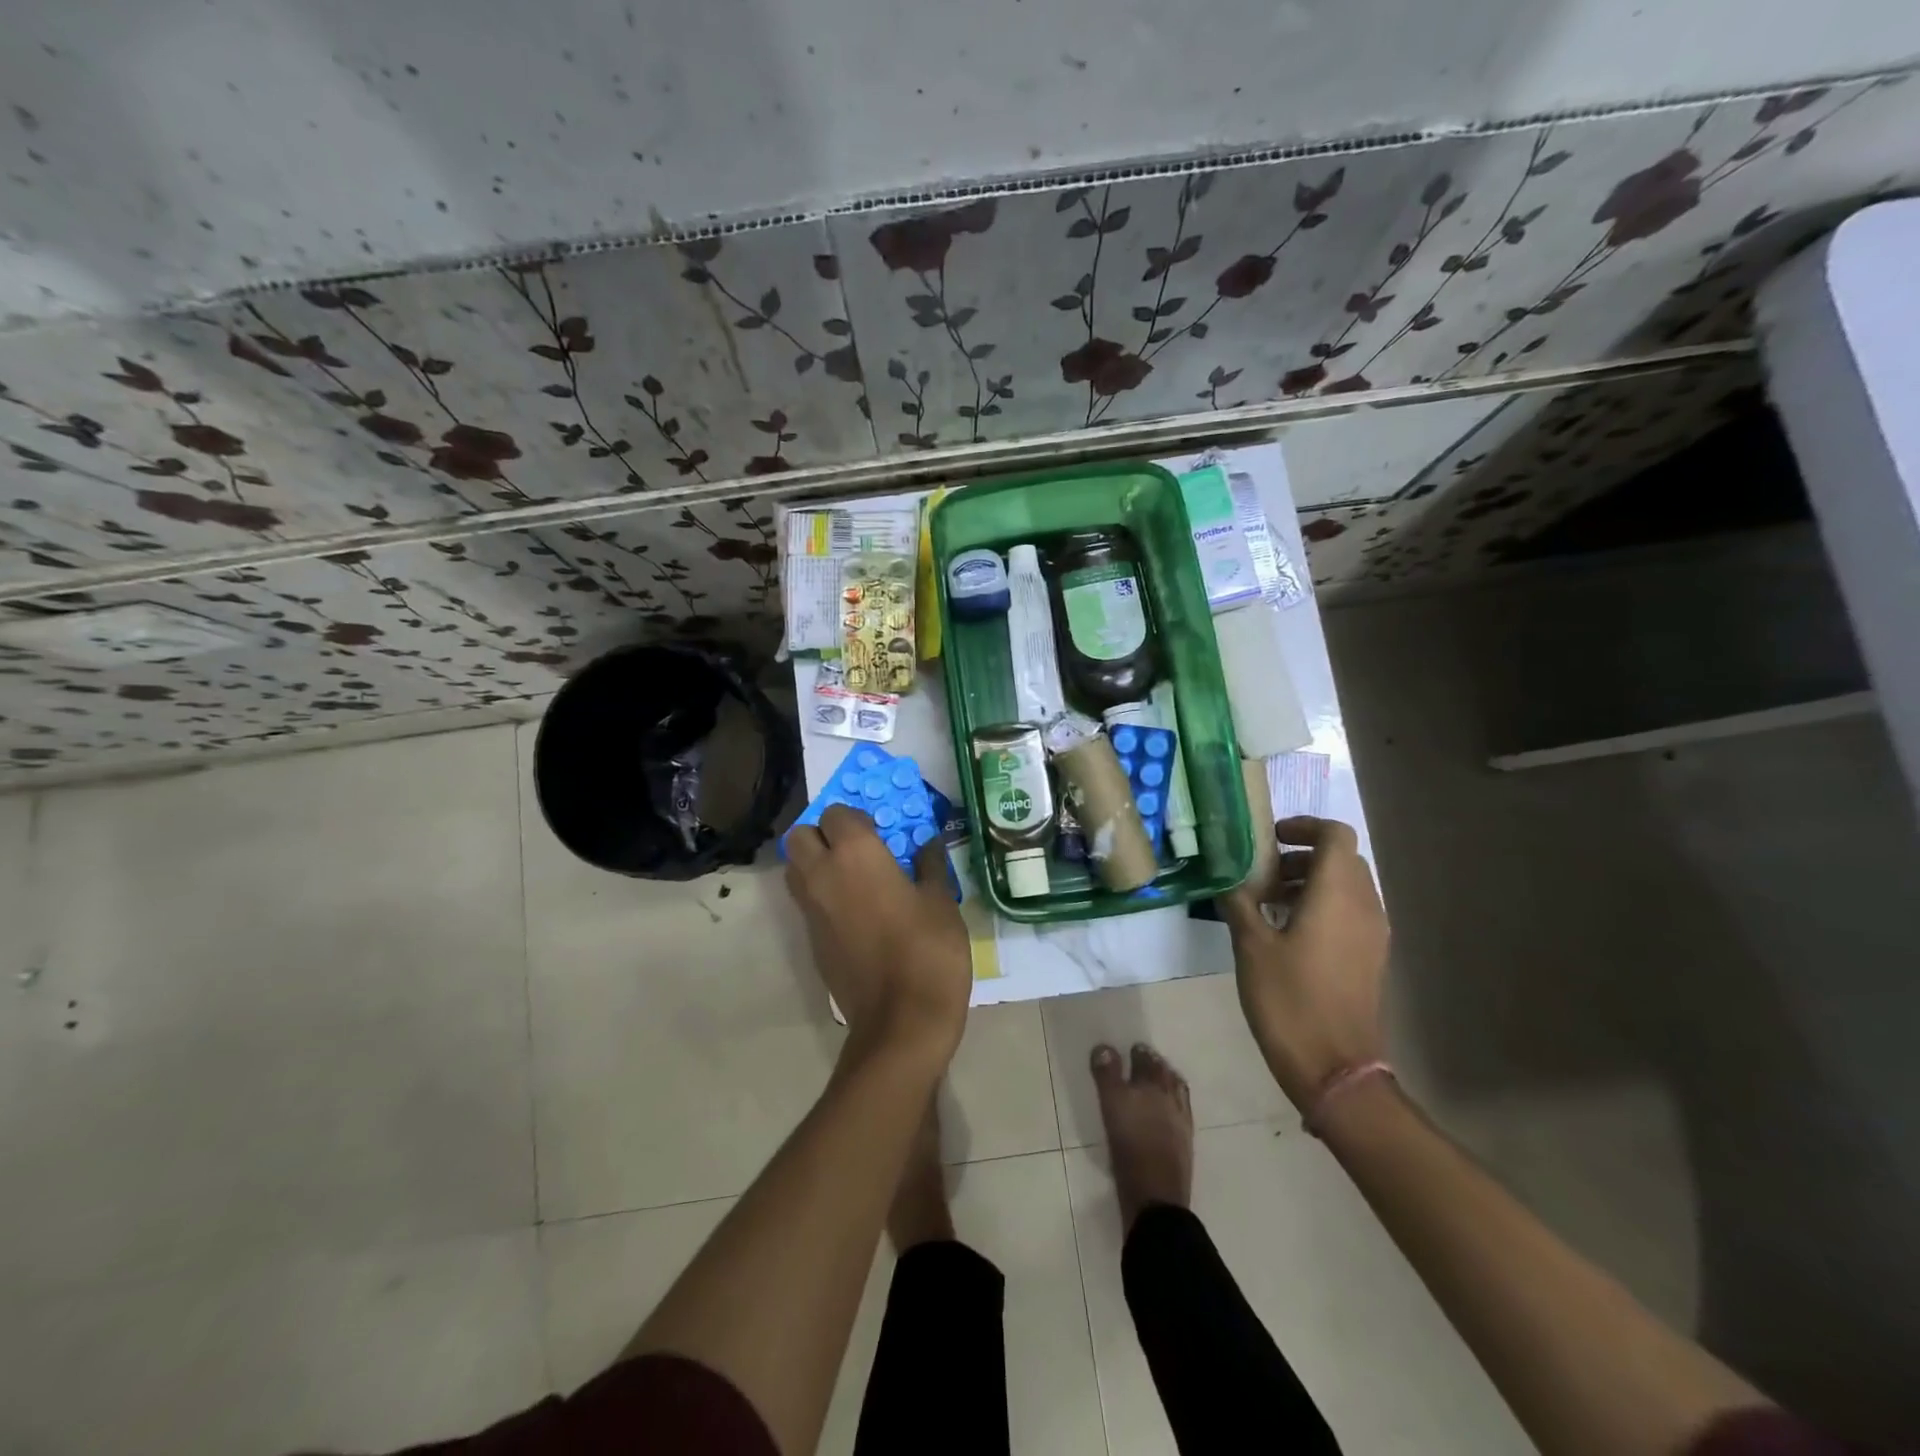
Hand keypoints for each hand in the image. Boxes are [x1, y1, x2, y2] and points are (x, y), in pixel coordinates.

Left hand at [784, 804, 971, 1067]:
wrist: (900, 1022)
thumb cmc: (928, 951)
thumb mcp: (941, 901)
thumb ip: (929, 865)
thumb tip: (927, 843)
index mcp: (855, 854)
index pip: (836, 813)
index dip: (857, 817)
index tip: (881, 831)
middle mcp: (823, 874)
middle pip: (800, 836)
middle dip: (822, 834)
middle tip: (857, 849)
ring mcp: (811, 910)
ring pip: (795, 869)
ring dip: (815, 863)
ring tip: (853, 878)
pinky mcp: (810, 941)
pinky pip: (806, 903)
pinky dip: (821, 896)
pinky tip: (855, 913)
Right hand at [1218, 816, 1387, 1109]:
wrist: (1334, 1067)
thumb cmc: (1289, 999)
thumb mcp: (1251, 946)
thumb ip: (1239, 902)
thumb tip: (1227, 877)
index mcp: (1337, 895)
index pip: (1336, 834)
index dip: (1305, 826)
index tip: (1271, 838)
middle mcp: (1364, 906)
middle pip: (1342, 859)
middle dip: (1301, 856)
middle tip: (1262, 872)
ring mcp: (1372, 934)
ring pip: (1346, 887)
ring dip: (1309, 882)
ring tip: (1268, 903)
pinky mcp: (1370, 957)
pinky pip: (1349, 913)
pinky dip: (1321, 906)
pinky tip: (1286, 932)